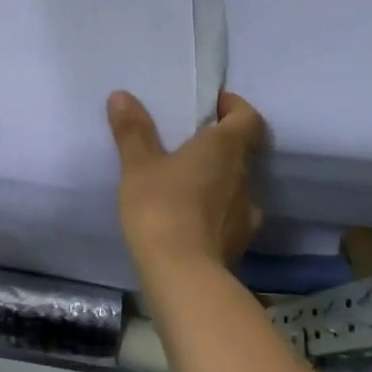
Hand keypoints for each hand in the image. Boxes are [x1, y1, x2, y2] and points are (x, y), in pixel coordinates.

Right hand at [108, 90, 266, 270]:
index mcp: (225, 148)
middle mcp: (245, 176)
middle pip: (243, 151)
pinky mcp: (239, 242)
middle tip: (188, 143)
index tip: (214, 106)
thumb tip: (122, 95)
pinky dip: (215, 210)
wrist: (182, 275)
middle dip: (219, 144)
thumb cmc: (161, 207)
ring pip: (237, 184)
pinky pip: (230, 215)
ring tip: (186, 183)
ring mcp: (247, 212)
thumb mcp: (138, 166)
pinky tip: (191, 218)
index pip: (249, 118)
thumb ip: (133, 130)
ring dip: (217, 179)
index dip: (235, 108)